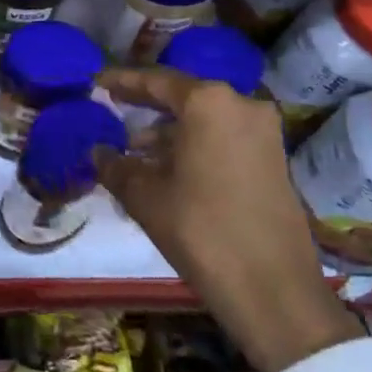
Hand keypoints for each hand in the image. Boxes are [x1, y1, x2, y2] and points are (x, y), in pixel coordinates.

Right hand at [99, 68, 360, 371]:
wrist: (275, 291)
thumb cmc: (201, 230)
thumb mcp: (145, 196)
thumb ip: (116, 166)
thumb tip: (97, 152)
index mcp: (209, 102)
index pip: (156, 80)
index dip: (122, 80)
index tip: (96, 80)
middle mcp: (241, 106)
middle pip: (183, 97)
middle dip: (147, 105)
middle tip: (113, 106)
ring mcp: (264, 134)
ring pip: (204, 121)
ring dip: (169, 132)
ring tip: (133, 151)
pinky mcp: (274, 162)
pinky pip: (223, 140)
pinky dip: (194, 146)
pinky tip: (166, 169)